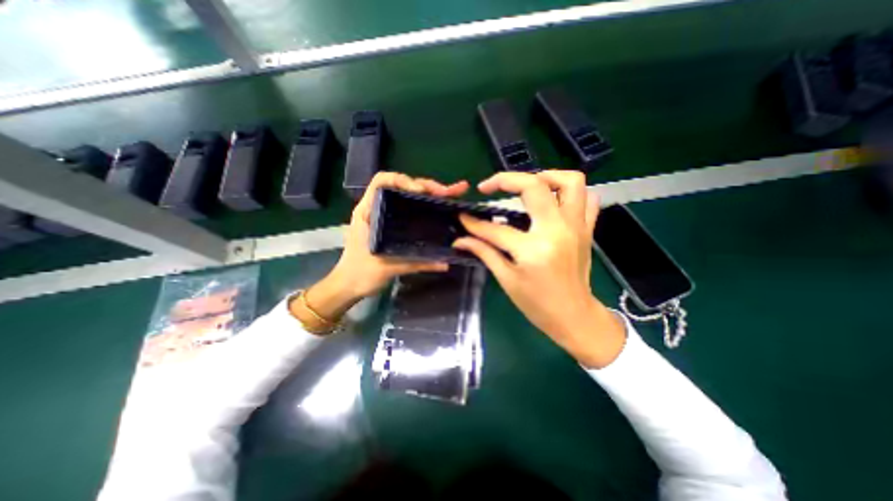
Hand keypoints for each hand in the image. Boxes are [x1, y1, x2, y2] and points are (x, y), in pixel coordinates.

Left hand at [296, 175, 469, 326]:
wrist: (348, 285)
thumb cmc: (360, 274)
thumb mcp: (388, 268)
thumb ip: (416, 264)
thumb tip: (445, 263)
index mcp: (367, 212)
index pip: (381, 181)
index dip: (403, 180)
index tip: (422, 192)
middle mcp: (376, 209)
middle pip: (401, 186)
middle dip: (425, 186)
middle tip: (447, 193)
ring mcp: (384, 216)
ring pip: (407, 196)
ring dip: (428, 194)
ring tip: (449, 196)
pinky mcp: (391, 225)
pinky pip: (409, 209)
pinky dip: (424, 206)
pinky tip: (438, 208)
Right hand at [457, 171, 622, 365]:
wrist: (574, 316)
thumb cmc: (536, 304)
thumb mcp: (506, 279)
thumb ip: (484, 252)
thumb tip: (460, 239)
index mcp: (533, 250)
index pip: (496, 229)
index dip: (474, 223)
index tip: (463, 217)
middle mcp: (557, 231)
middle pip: (534, 186)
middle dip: (505, 179)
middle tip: (489, 186)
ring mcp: (576, 227)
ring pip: (570, 182)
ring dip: (545, 176)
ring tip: (526, 185)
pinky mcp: (587, 229)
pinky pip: (587, 199)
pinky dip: (570, 193)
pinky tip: (552, 201)